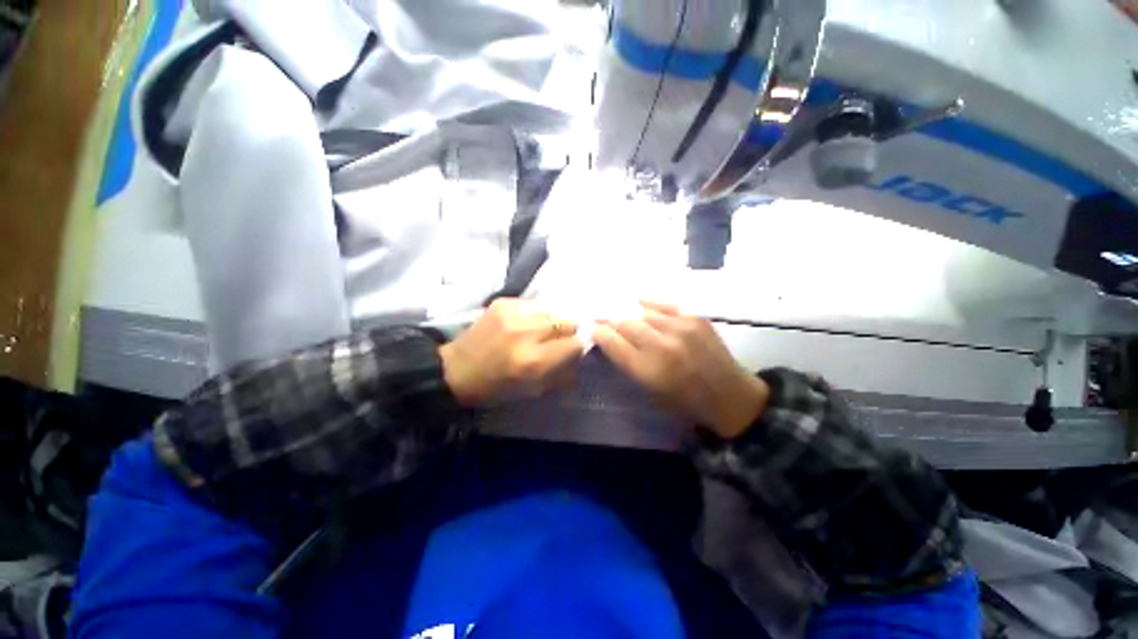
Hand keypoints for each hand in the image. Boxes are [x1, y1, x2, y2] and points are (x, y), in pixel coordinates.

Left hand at [439, 299, 583, 406]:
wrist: (455, 369)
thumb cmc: (496, 387)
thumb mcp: (533, 389)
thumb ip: (562, 372)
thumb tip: (580, 355)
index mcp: (533, 361)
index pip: (574, 343)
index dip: (580, 345)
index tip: (577, 348)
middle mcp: (526, 333)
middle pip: (567, 321)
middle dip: (570, 331)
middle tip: (562, 338)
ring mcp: (513, 314)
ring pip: (552, 310)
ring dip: (554, 321)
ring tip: (545, 329)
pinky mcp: (503, 302)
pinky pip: (534, 305)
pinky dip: (537, 314)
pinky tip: (527, 323)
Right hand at [593, 302, 769, 438]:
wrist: (728, 395)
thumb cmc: (683, 401)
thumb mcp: (649, 390)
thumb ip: (627, 363)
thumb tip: (609, 340)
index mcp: (648, 370)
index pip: (612, 342)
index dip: (599, 332)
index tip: (593, 328)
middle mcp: (661, 345)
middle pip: (624, 322)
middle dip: (610, 320)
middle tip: (605, 319)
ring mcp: (680, 328)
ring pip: (642, 311)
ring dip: (629, 313)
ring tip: (624, 313)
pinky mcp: (695, 318)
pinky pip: (664, 304)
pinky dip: (649, 305)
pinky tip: (641, 305)